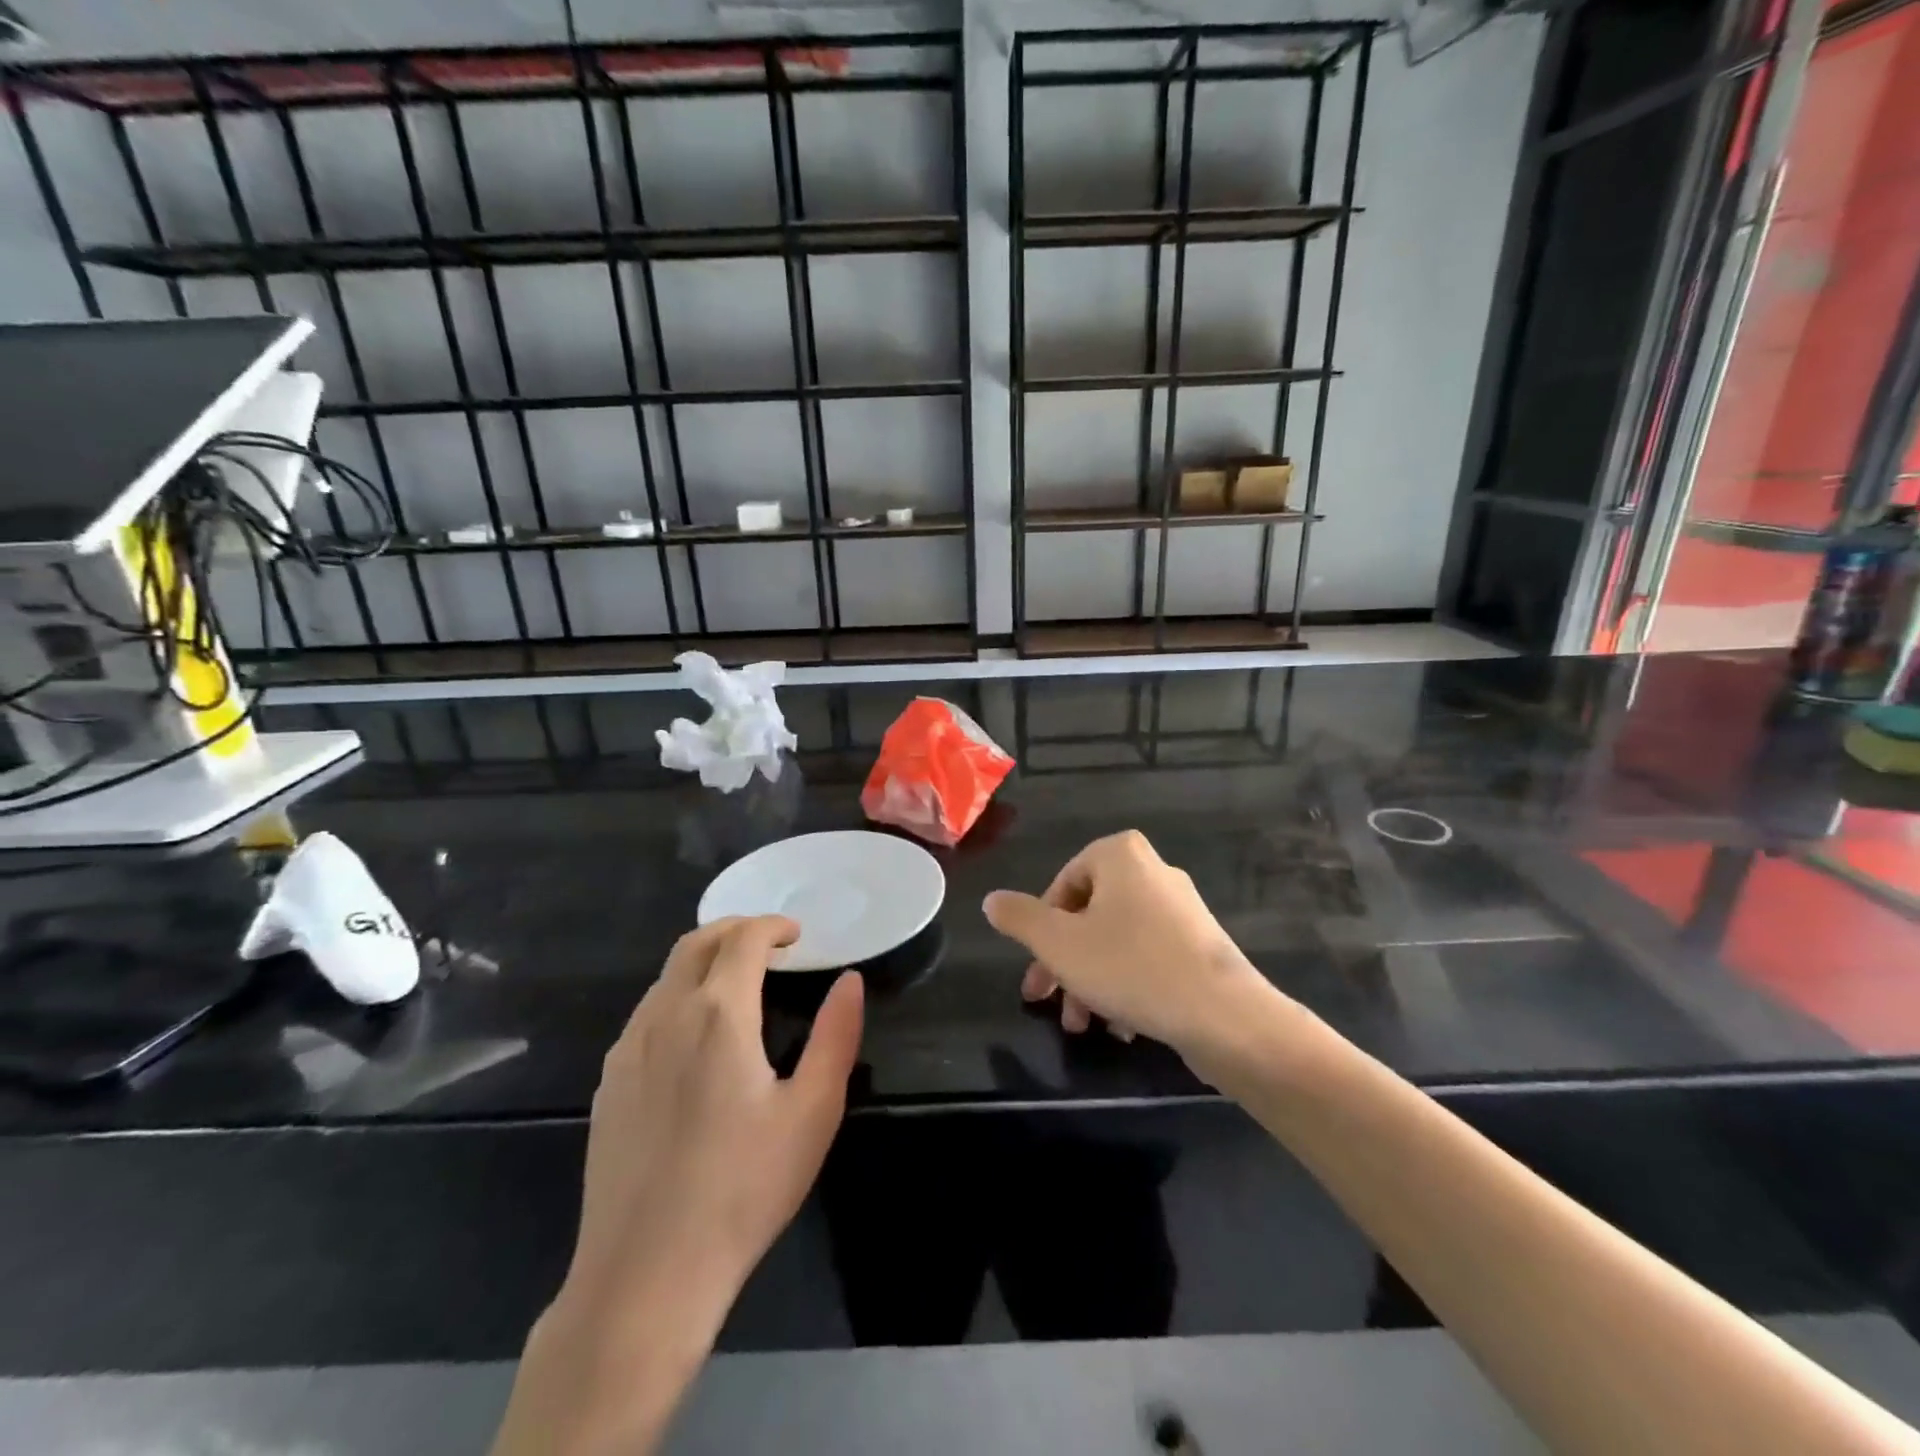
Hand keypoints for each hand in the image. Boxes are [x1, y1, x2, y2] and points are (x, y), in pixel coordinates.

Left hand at [494, 916, 862, 1454]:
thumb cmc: (743, 1189)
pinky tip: (696, 1036)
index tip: (796, 935)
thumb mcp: (813, 1111)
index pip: (741, 939)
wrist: (645, 1276)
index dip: (771, 926)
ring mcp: (628, 1050)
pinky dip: (677, 995)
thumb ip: (835, 1036)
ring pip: (666, 977)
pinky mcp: (608, 1084)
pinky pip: (646, 1014)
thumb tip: (850, 981)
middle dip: (735, 929)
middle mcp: (665, 1016)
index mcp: (718, 1014)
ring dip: (704, 961)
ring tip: (738, 983)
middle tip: (769, 944)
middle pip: (695, 944)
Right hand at [984, 830, 1279, 1060]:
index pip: (1061, 886)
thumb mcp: (1058, 943)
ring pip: (1115, 942)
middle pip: (1088, 917)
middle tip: (1046, 1002)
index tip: (1036, 974)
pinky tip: (1122, 1027)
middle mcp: (1153, 871)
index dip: (1040, 931)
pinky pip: (1148, 958)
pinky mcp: (1201, 945)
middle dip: (1063, 964)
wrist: (1225, 1016)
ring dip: (1090, 983)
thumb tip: (992, 900)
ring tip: (1084, 1026)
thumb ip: (1019, 918)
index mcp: (1120, 855)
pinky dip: (1127, 986)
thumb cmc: (1131, 967)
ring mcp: (1181, 909)